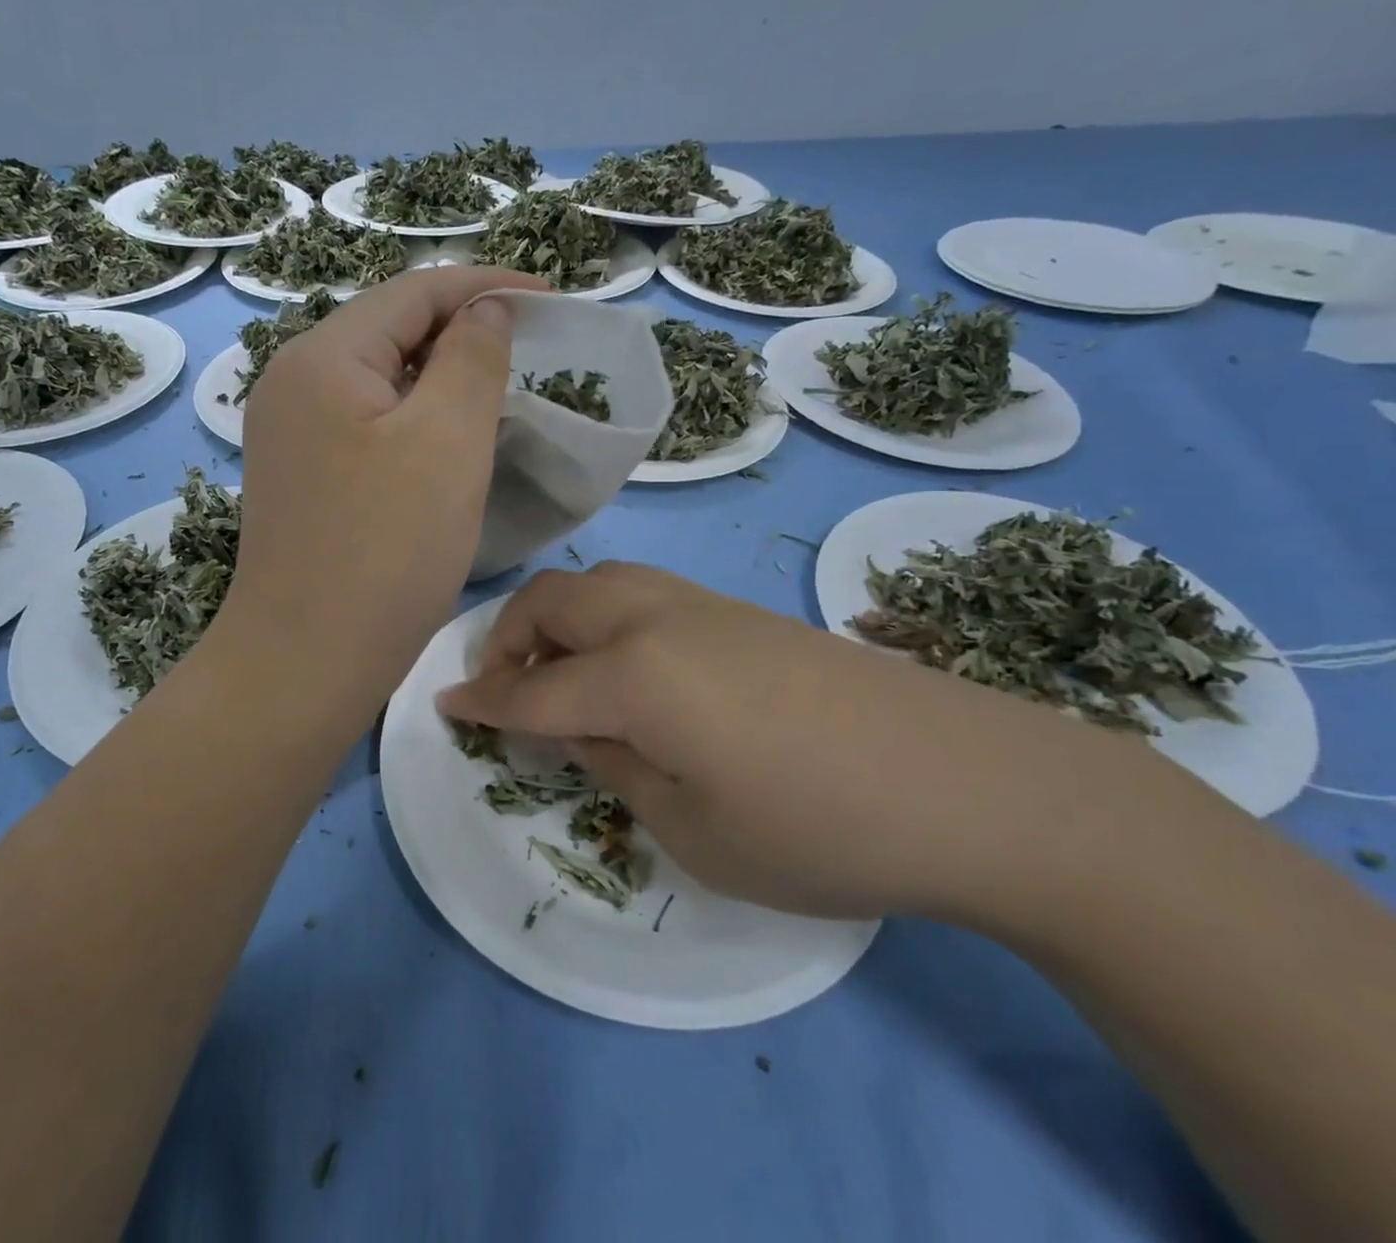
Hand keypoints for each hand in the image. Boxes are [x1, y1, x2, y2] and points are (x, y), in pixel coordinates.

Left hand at [222, 266, 541, 715]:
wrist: (307, 662)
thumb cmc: (386, 550)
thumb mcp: (446, 441)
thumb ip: (472, 358)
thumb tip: (485, 311)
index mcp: (320, 357)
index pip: (413, 292)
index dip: (486, 286)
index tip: (550, 299)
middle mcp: (293, 381)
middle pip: (390, 329)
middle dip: (462, 328)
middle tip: (530, 346)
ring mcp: (290, 430)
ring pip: (380, 377)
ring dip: (439, 374)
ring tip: (498, 386)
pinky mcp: (302, 472)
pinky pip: (367, 420)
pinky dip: (414, 415)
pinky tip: (448, 435)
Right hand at [436, 561, 1166, 923]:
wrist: (970, 783)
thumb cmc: (820, 828)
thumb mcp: (695, 830)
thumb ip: (619, 768)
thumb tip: (582, 730)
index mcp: (634, 675)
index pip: (533, 689)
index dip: (483, 703)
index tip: (445, 705)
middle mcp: (656, 618)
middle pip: (552, 602)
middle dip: (508, 638)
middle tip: (502, 689)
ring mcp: (703, 605)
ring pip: (597, 583)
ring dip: (557, 619)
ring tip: (559, 673)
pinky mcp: (740, 610)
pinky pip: (641, 594)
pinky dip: (604, 619)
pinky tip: (628, 669)